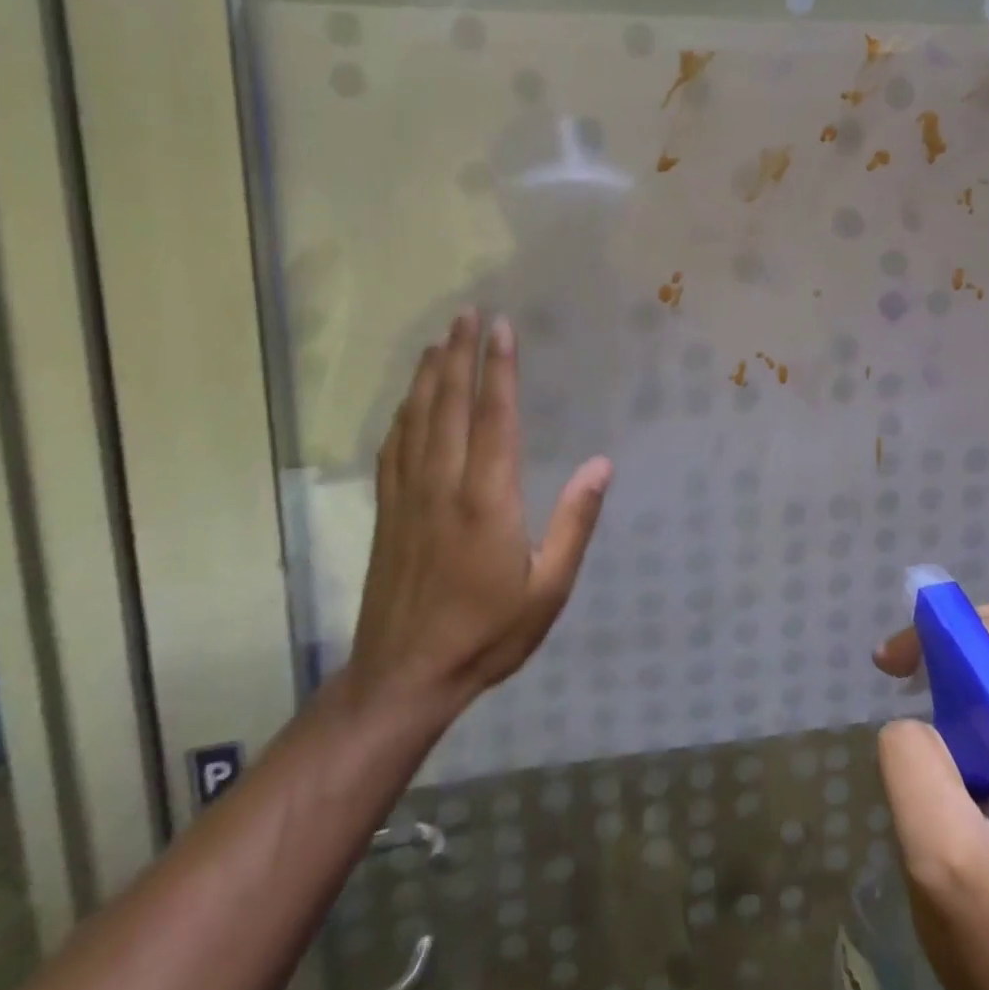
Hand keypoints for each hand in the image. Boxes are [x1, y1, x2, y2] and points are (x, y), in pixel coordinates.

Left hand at [346, 309, 611, 719]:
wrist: (405, 675)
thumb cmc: (487, 633)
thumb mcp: (548, 588)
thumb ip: (575, 522)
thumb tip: (601, 464)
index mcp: (488, 499)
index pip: (494, 417)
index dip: (500, 369)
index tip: (502, 329)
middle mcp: (444, 484)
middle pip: (450, 403)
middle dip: (460, 354)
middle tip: (468, 313)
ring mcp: (408, 495)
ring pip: (417, 418)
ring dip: (429, 373)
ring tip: (439, 339)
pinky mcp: (387, 510)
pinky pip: (393, 447)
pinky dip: (402, 412)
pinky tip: (407, 398)